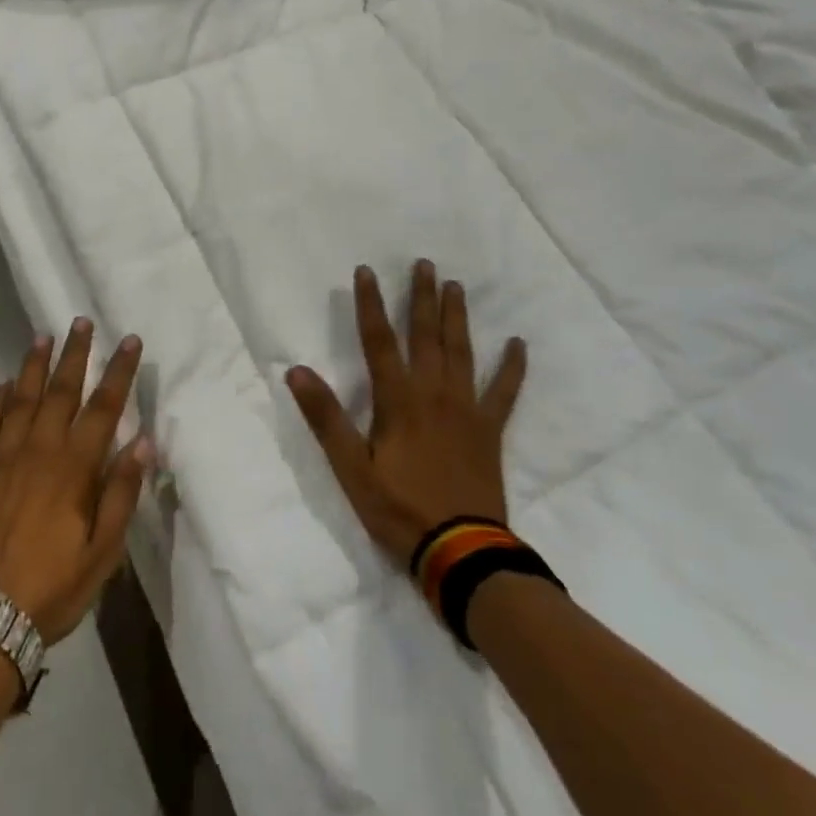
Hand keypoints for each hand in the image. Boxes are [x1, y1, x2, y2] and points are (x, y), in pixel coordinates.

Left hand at [0, 319, 152, 644]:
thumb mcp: (101, 552)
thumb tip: (142, 442)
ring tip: (43, 336)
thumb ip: (121, 494)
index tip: (130, 341)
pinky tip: (0, 385)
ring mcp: (2, 456)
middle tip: (81, 322)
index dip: (119, 372)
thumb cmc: (49, 586)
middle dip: (75, 354)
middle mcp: (38, 449)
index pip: (104, 407)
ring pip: (20, 397)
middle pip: (61, 390)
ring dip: (33, 365)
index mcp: (74, 467)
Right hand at [286, 260, 526, 566]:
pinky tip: (518, 344)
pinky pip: (504, 392)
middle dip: (421, 298)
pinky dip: (512, 367)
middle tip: (425, 264)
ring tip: (456, 287)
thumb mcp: (350, 468)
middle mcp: (433, 393)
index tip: (366, 271)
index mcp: (398, 400)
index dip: (370, 304)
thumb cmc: (398, 509)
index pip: (378, 341)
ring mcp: (466, 410)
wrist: (460, 550)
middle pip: (426, 336)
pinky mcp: (490, 430)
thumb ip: (326, 418)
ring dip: (457, 318)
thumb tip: (297, 370)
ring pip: (461, 352)